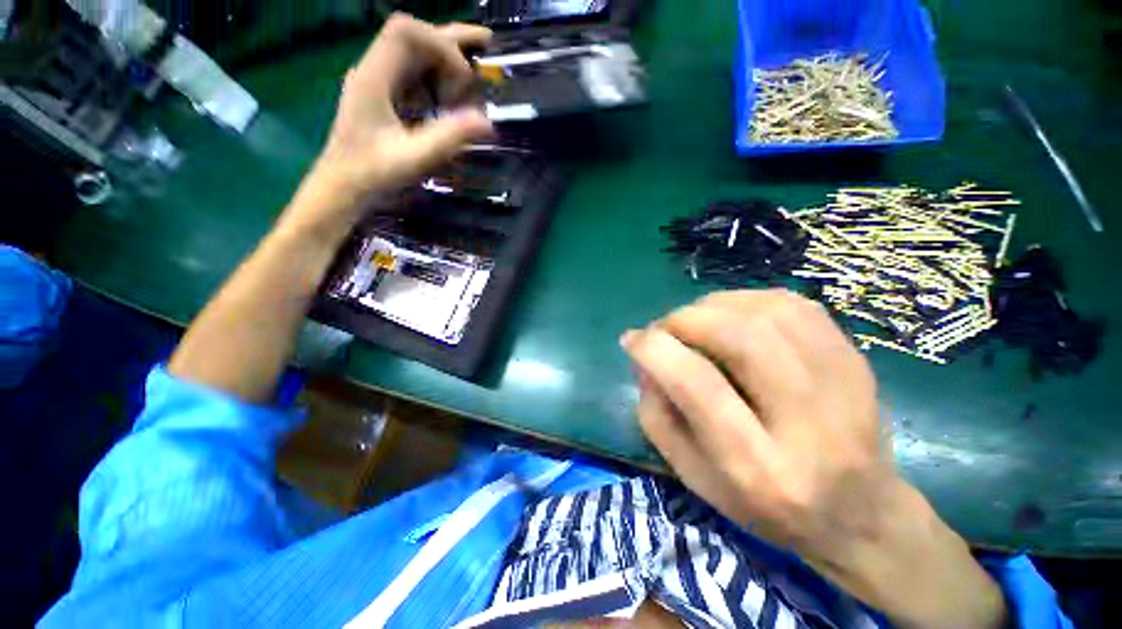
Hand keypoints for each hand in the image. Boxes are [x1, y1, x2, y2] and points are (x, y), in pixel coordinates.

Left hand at [291, 14, 494, 232]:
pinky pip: (414, 74)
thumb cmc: (373, 173)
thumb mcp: (413, 159)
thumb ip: (447, 138)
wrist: (343, 186)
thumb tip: (486, 122)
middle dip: (450, 41)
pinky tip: (455, 94)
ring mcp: (379, 82)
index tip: (465, 80)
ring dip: (446, 59)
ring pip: (414, 53)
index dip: (441, 45)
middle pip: (412, 35)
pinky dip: (439, 78)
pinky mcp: (385, 96)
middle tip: (487, 44)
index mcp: (373, 77)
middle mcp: (374, 70)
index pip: (405, 33)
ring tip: (477, 72)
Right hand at [622, 290, 1006, 627]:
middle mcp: (809, 422)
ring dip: (713, 306)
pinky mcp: (855, 359)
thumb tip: (644, 357)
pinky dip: (746, 300)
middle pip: (740, 337)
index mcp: (759, 468)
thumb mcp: (693, 477)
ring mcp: (845, 384)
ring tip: (694, 323)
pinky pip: (792, 305)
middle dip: (684, 320)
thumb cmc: (765, 506)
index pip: (698, 385)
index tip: (632, 340)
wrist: (862, 516)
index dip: (655, 350)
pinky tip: (731, 317)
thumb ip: (657, 415)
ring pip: (767, 312)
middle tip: (664, 329)